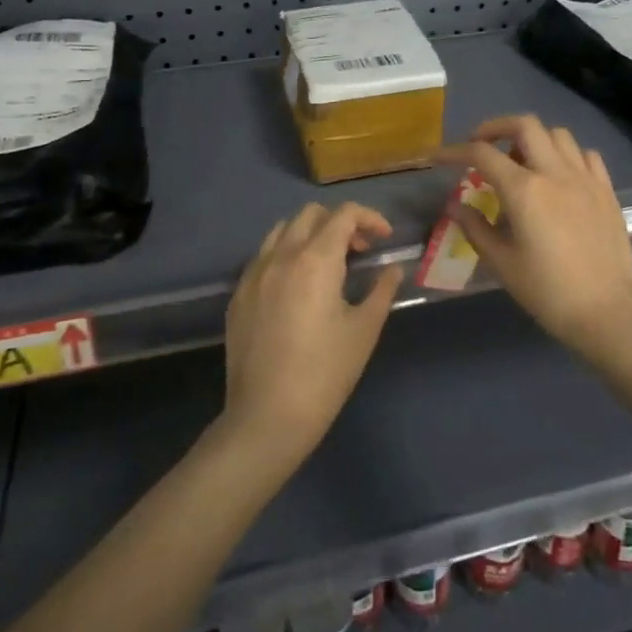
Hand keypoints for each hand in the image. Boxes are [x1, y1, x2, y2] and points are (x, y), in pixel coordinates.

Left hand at [220, 202, 402, 469]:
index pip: (343, 214)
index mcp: (315, 259)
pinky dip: (286, 255)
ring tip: (328, 264)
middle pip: (311, 214)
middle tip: (359, 251)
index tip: (384, 238)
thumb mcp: (364, 330)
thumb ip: (381, 290)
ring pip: (283, 230)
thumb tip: (392, 269)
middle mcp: (281, 256)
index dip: (369, 218)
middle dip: (340, 223)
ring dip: (310, 234)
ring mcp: (254, 274)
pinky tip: (297, 287)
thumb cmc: (326, 373)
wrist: (267, 417)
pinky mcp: (238, 294)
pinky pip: (263, 256)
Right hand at [439, 115, 631, 356]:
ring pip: (558, 135)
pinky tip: (559, 176)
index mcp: (524, 190)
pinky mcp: (607, 191)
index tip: (437, 157)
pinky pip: (586, 155)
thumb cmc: (547, 292)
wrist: (606, 313)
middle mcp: (555, 173)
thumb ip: (475, 228)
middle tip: (481, 145)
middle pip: (525, 125)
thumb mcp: (502, 263)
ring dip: (534, 139)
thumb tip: (454, 205)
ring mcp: (585, 179)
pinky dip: (567, 155)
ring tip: (522, 162)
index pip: (482, 154)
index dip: (454, 151)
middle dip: (496, 127)